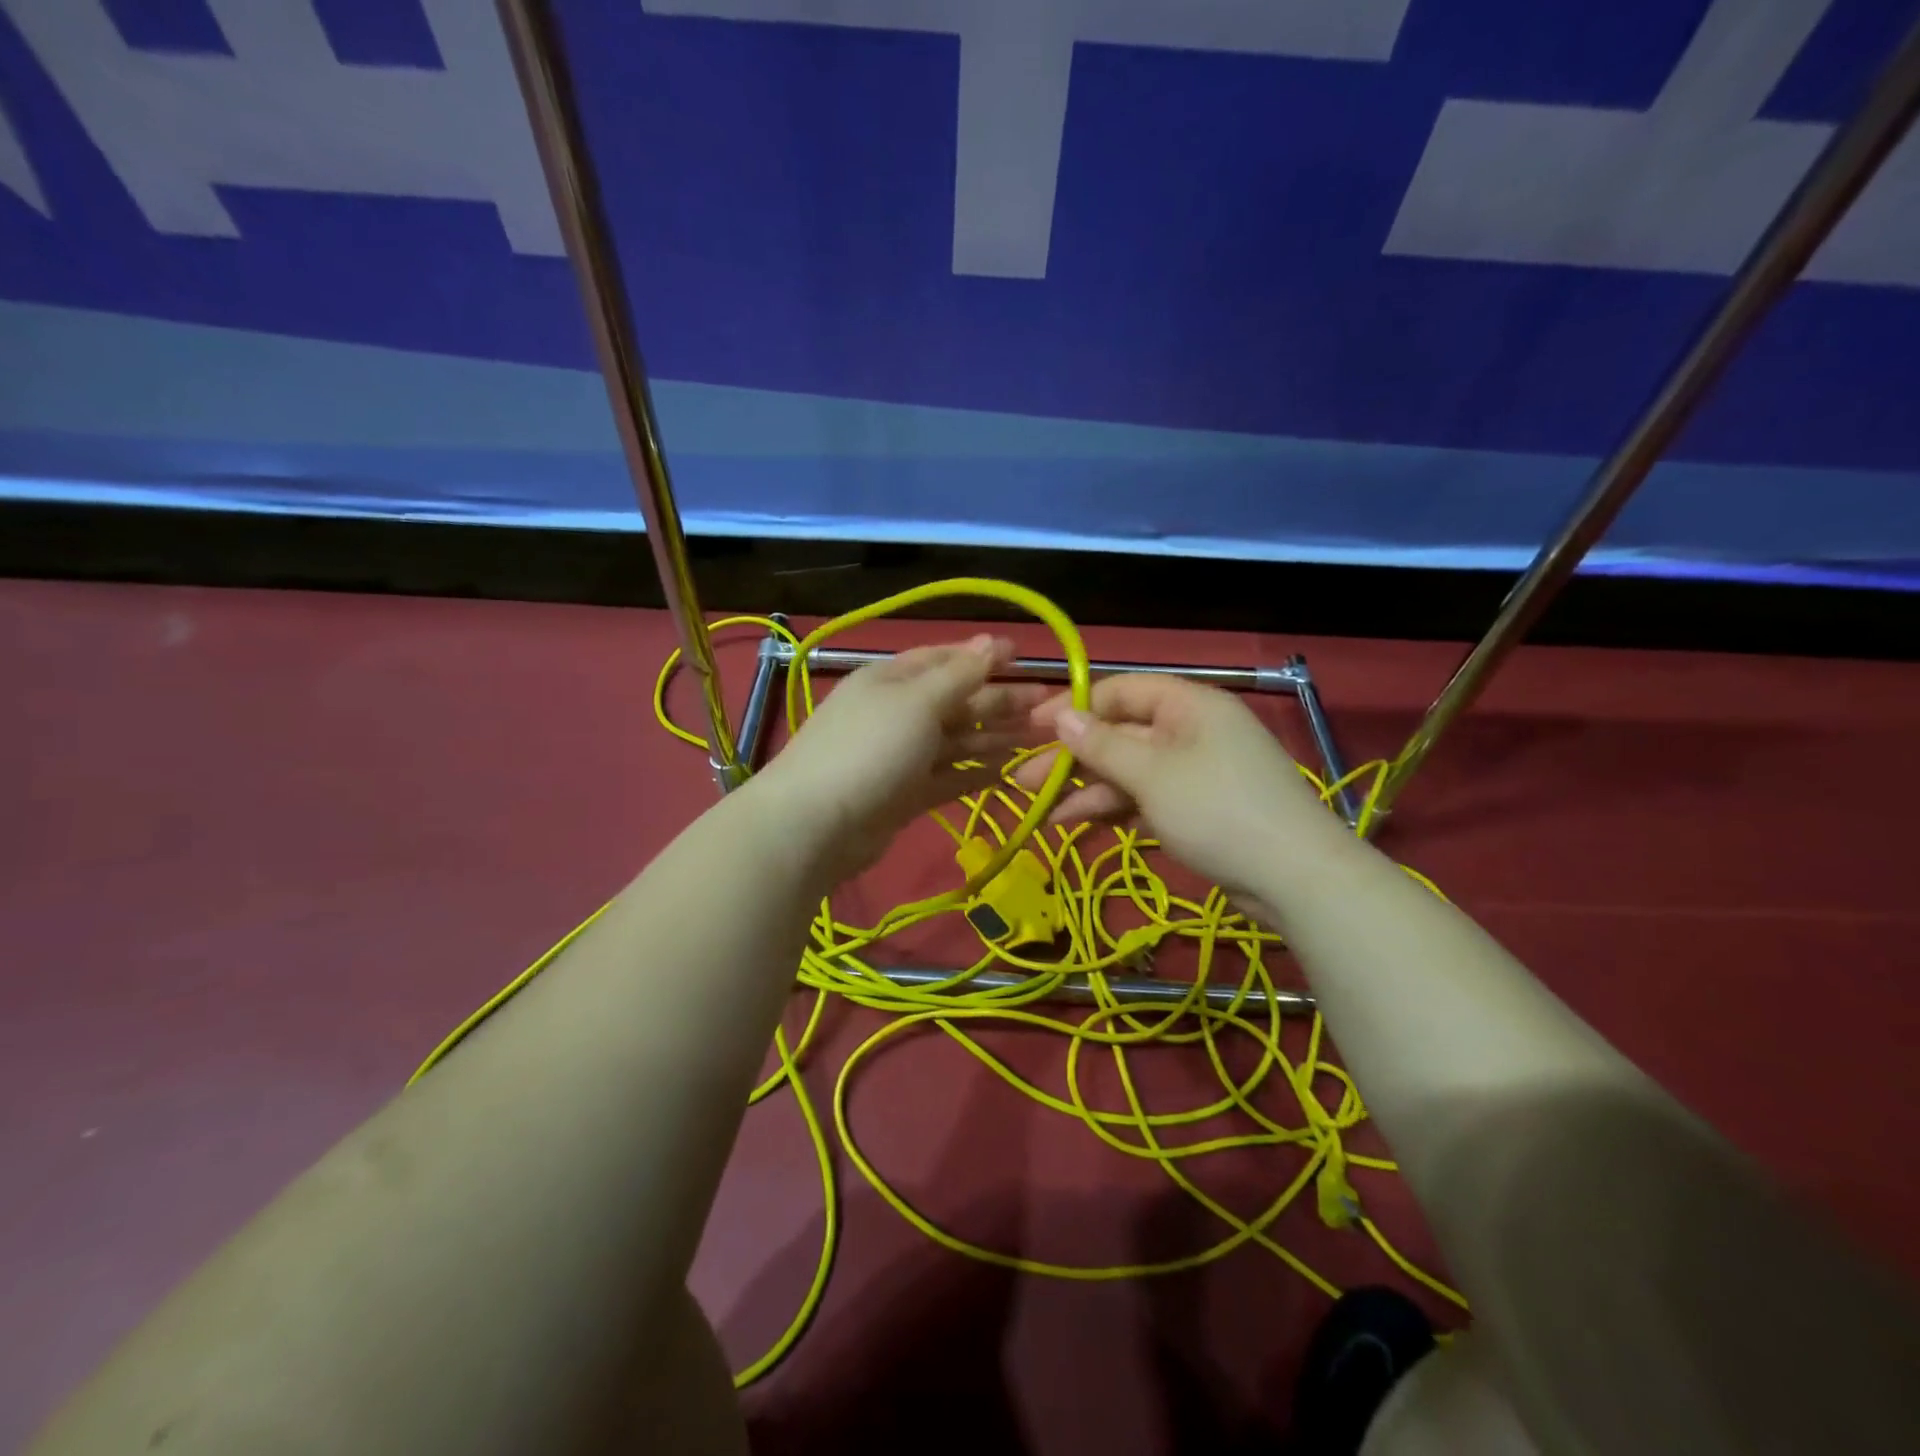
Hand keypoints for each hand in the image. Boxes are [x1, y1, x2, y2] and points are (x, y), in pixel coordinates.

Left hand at [752, 635, 1046, 885]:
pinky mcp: (904, 795)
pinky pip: (947, 777)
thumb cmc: (869, 749)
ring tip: (1039, 739)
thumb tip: (991, 641)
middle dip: (999, 702)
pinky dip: (975, 774)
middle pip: (955, 702)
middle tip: (1048, 707)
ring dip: (994, 738)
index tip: (1024, 658)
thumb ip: (959, 675)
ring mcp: (899, 757)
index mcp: (891, 680)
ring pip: (955, 742)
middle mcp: (896, 713)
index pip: (943, 660)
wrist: (816, 825)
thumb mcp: (917, 702)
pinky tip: (1008, 772)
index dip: (982, 657)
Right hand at [1013, 674, 1348, 901]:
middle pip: (1120, 733)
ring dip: (1086, 788)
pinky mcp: (1196, 806)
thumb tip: (1061, 716)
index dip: (1074, 708)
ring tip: (1040, 811)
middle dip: (1072, 757)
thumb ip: (1102, 745)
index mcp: (1188, 704)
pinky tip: (1076, 823)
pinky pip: (1145, 796)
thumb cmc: (1217, 810)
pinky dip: (1113, 807)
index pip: (1120, 691)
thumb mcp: (1152, 774)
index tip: (1031, 729)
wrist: (1294, 877)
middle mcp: (1191, 729)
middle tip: (1023, 780)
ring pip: (1128, 769)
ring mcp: (1195, 770)